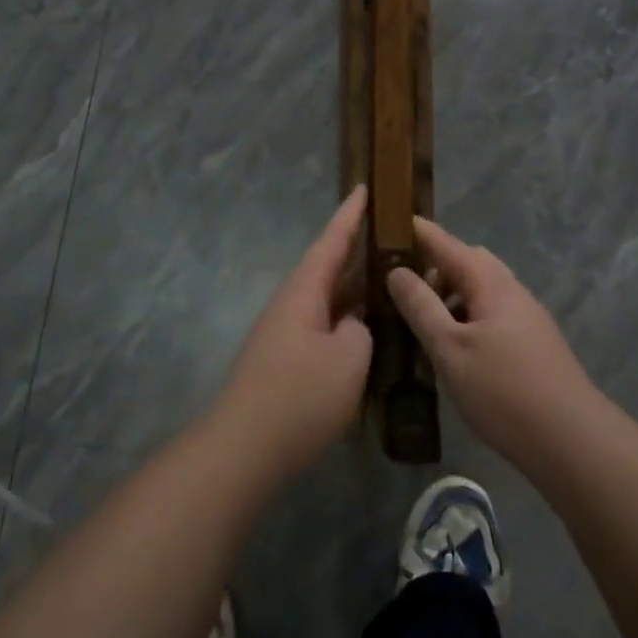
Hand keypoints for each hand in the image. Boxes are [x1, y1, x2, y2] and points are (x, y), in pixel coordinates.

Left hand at [211, 187, 373, 479]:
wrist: (244, 449)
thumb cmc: (300, 396)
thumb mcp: (348, 358)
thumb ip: (360, 331)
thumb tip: (351, 326)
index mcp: (303, 292)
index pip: (330, 242)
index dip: (350, 215)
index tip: (364, 188)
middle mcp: (291, 305)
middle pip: (328, 269)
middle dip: (357, 251)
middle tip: (392, 237)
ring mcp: (286, 335)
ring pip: (328, 301)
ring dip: (354, 290)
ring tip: (389, 282)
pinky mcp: (286, 363)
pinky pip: (324, 328)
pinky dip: (347, 322)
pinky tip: (368, 335)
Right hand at [387, 216, 598, 470]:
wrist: (571, 439)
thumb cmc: (503, 390)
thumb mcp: (449, 349)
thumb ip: (421, 307)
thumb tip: (396, 271)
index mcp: (490, 282)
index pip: (446, 243)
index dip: (418, 232)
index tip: (389, 223)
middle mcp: (511, 289)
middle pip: (468, 263)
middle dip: (434, 267)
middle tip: (401, 285)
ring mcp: (526, 315)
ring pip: (481, 290)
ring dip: (451, 295)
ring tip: (422, 321)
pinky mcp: (533, 341)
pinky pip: (491, 313)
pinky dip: (467, 316)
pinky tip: (454, 348)